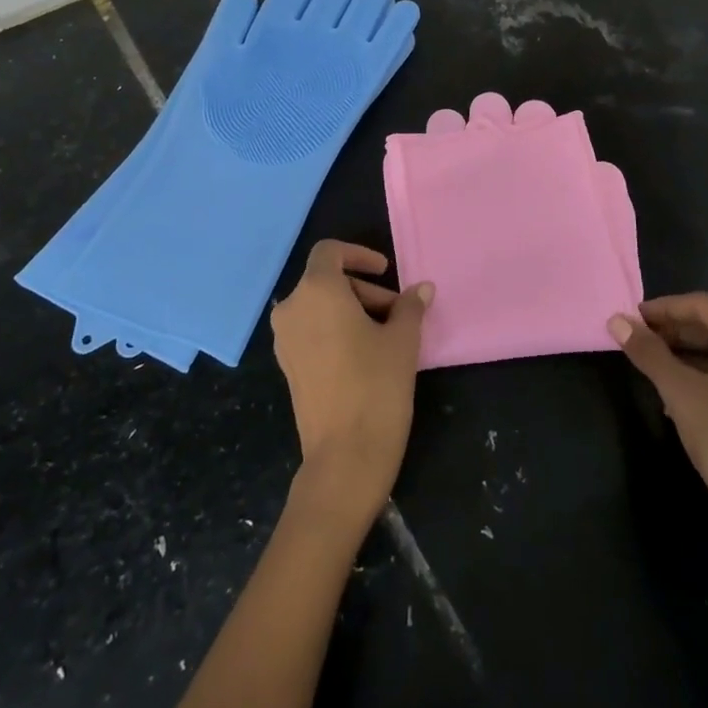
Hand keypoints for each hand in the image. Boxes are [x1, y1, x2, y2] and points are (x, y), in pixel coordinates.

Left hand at [271, 240, 431, 530]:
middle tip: (398, 314)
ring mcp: (284, 340)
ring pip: (319, 307)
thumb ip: (410, 306)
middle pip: (327, 281)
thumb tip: (423, 288)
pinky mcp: (287, 366)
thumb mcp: (402, 340)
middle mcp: (292, 308)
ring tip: (387, 337)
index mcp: (316, 291)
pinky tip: (365, 355)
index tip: (386, 272)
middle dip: (364, 291)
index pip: (330, 251)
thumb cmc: (377, 385)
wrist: (345, 456)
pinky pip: (311, 331)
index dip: (359, 255)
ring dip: (352, 311)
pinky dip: (336, 330)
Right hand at [609, 293, 707, 559]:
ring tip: (657, 367)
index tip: (633, 318)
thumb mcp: (679, 391)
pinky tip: (687, 395)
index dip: (664, 308)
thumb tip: (616, 320)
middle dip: (678, 331)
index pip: (703, 305)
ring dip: (693, 354)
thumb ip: (648, 352)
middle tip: (641, 340)